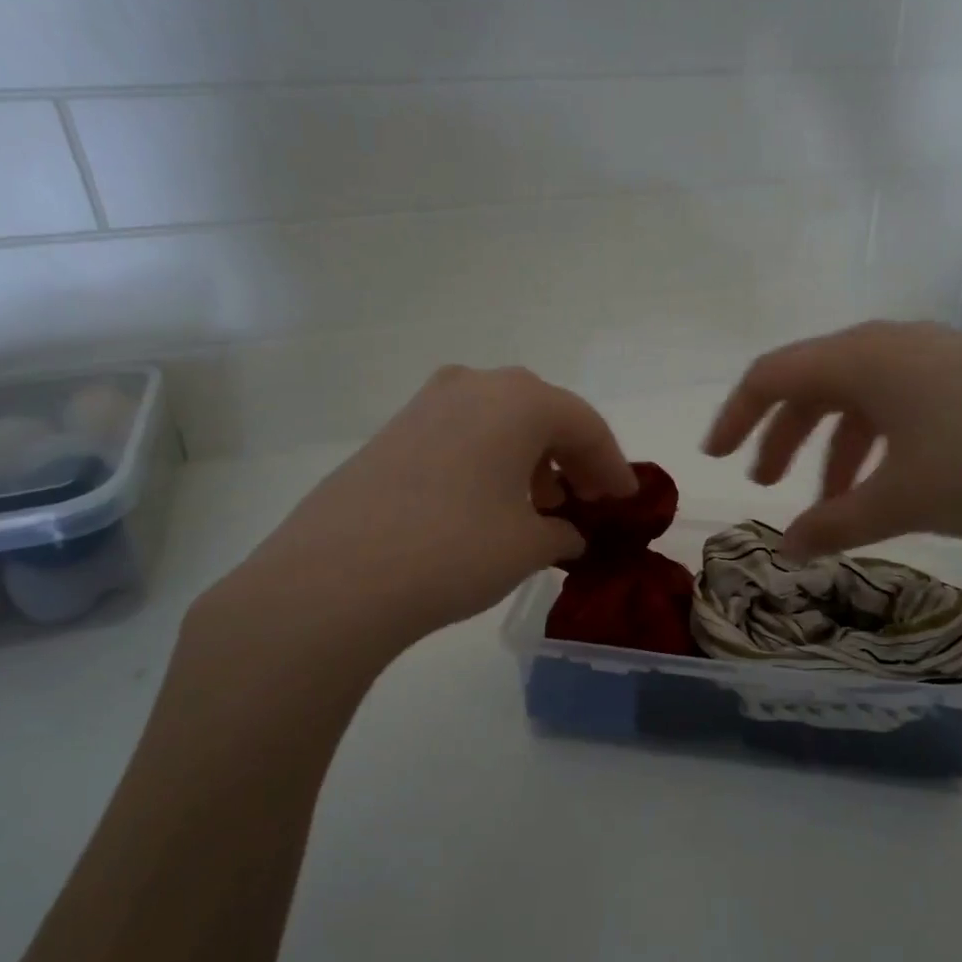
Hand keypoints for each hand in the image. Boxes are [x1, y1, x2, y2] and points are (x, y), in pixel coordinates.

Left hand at [210, 366, 636, 663]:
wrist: (335, 577)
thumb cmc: (454, 551)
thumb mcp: (527, 546)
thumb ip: (561, 532)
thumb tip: (566, 533)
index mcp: (518, 400)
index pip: (584, 424)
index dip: (612, 464)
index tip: (626, 499)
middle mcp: (474, 385)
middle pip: (542, 413)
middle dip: (571, 456)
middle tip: (588, 497)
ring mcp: (426, 404)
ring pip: (499, 421)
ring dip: (529, 457)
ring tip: (540, 504)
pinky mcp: (393, 431)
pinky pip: (462, 433)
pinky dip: (489, 459)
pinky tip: (488, 502)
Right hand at [703, 320, 961, 556]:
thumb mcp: (902, 499)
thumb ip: (835, 524)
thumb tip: (787, 548)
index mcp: (862, 359)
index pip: (773, 375)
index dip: (736, 415)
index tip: (715, 456)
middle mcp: (892, 346)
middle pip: (813, 384)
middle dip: (783, 436)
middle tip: (768, 485)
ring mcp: (935, 359)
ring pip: (859, 398)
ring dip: (832, 447)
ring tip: (830, 503)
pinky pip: (899, 405)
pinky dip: (876, 445)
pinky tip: (888, 486)